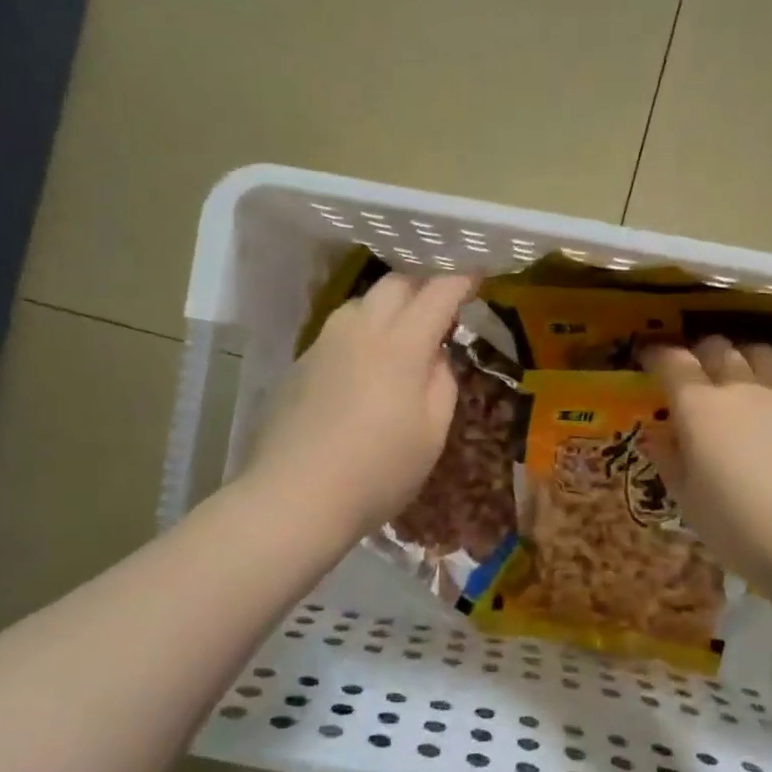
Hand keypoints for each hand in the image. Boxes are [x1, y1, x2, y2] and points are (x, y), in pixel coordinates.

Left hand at [247, 272, 475, 535]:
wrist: (295, 496)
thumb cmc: (378, 472)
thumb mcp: (432, 435)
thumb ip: (442, 384)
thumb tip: (435, 356)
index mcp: (401, 346)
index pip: (437, 293)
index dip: (460, 280)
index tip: (475, 276)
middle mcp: (360, 331)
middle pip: (394, 283)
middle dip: (422, 284)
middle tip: (440, 303)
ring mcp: (324, 344)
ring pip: (360, 303)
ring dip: (386, 307)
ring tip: (399, 333)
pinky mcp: (299, 364)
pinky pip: (337, 332)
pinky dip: (359, 335)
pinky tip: (361, 368)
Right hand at [642, 337, 771, 590]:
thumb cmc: (737, 527)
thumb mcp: (686, 500)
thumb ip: (667, 459)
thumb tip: (656, 435)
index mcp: (699, 407)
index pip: (672, 362)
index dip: (656, 355)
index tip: (648, 358)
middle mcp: (742, 388)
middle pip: (718, 348)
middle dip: (699, 352)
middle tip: (692, 372)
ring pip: (761, 353)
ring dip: (743, 357)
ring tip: (738, 375)